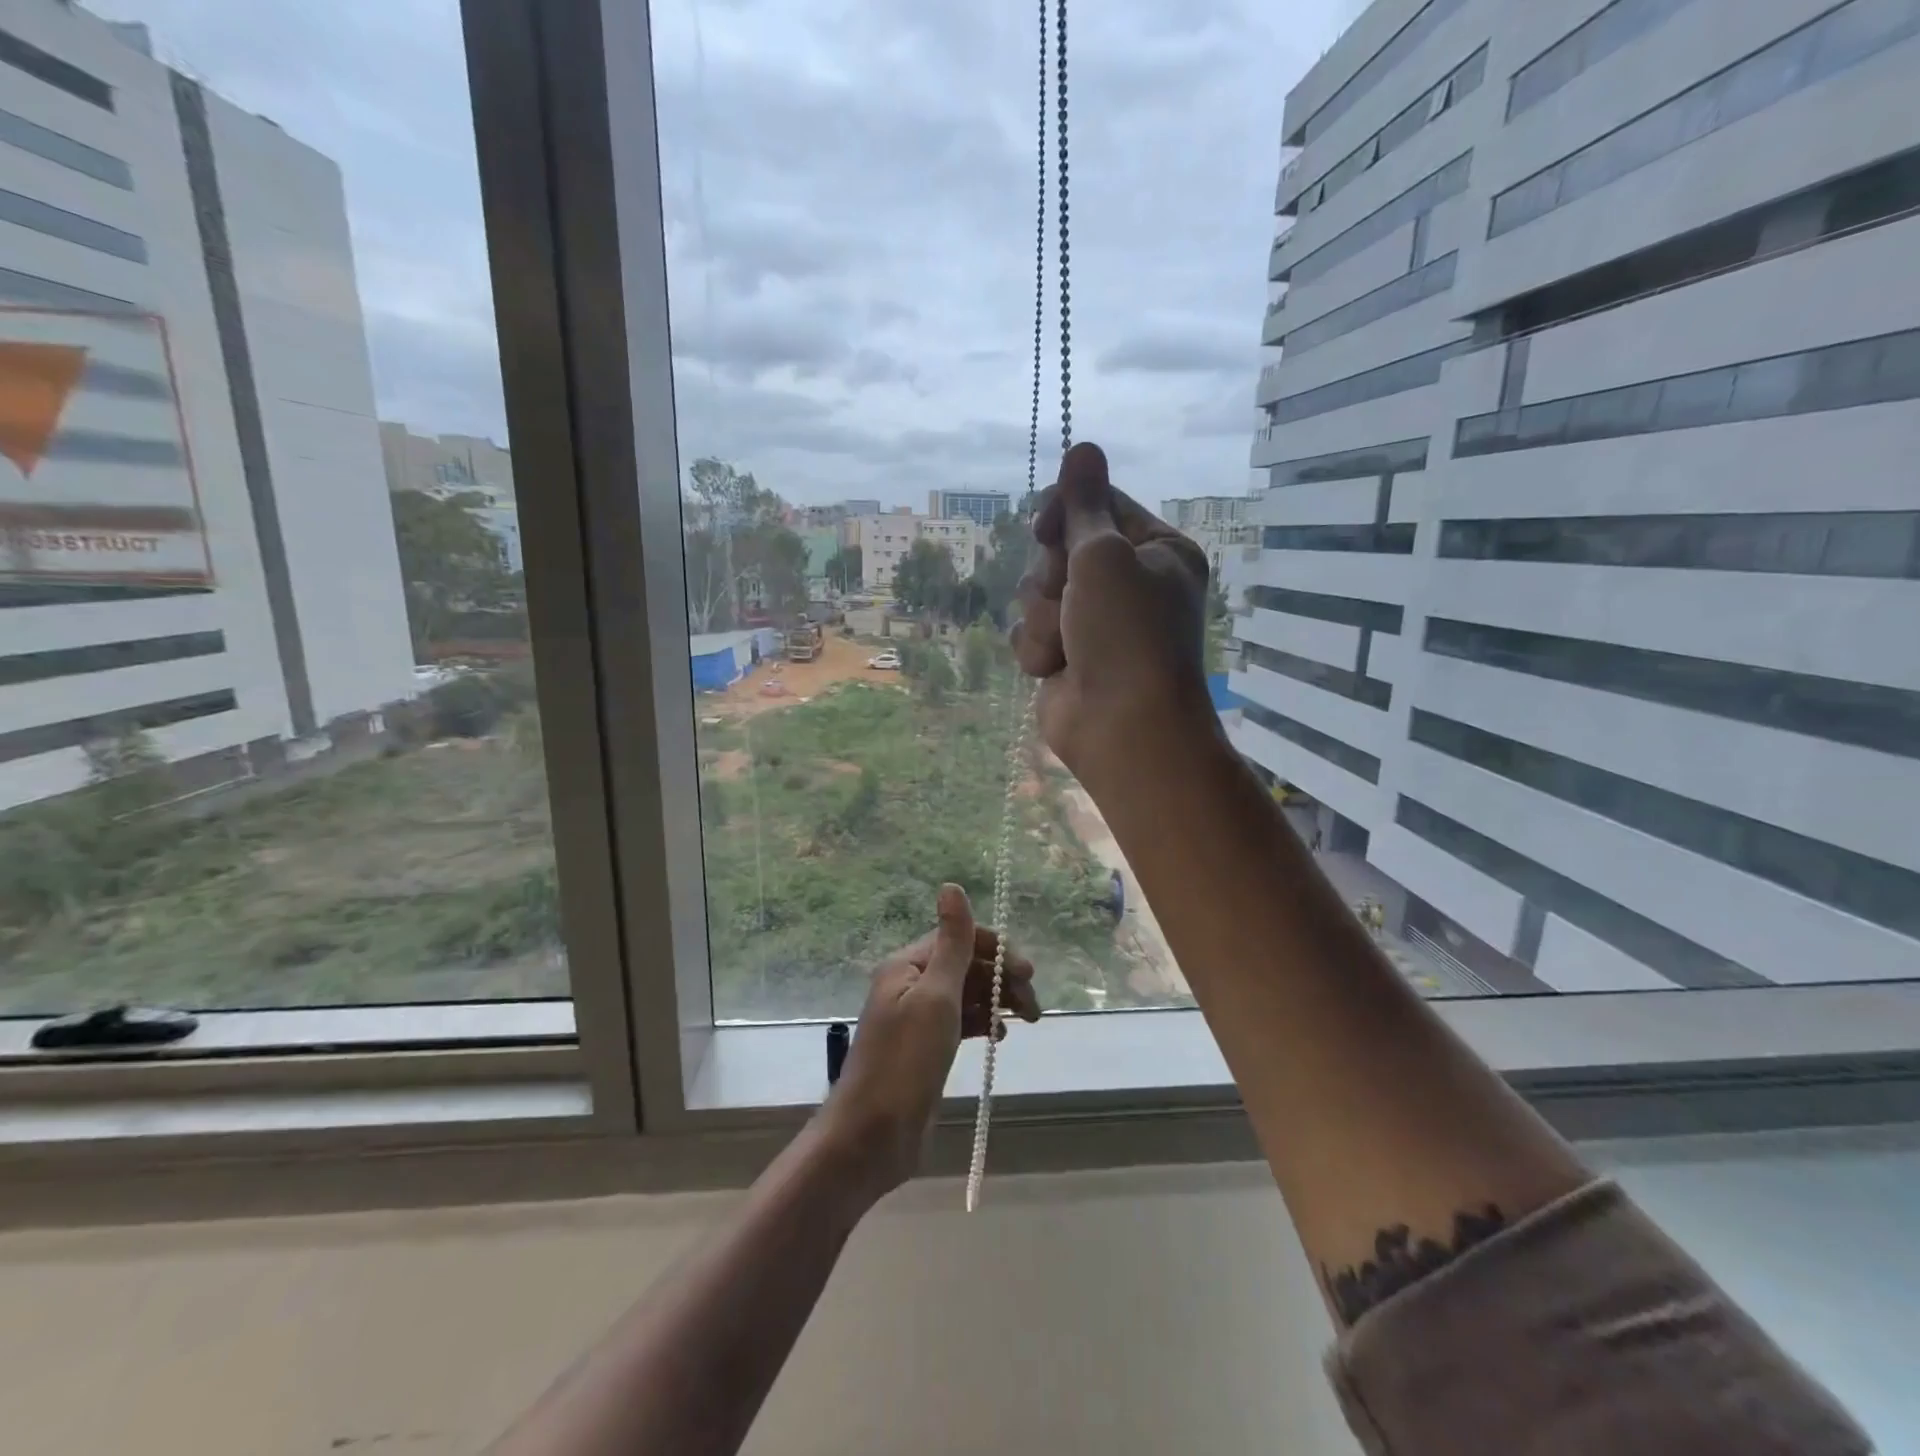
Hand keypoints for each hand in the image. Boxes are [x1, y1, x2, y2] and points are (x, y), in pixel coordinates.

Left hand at [819, 884, 1040, 1196]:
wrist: (873, 1136)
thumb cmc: (905, 1062)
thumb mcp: (935, 997)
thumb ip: (952, 944)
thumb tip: (951, 885)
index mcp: (907, 966)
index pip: (957, 939)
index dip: (995, 950)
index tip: (1027, 974)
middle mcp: (910, 985)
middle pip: (965, 967)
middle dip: (1001, 978)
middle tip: (1033, 1007)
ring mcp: (917, 1019)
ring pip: (966, 995)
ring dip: (997, 1001)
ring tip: (1027, 1021)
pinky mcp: (926, 1048)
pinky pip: (961, 1022)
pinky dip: (983, 1022)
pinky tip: (1000, 1036)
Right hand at [1010, 441, 1215, 788]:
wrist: (1123, 728)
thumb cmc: (1126, 634)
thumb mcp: (1104, 557)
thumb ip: (1083, 505)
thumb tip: (1083, 445)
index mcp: (1154, 550)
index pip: (1096, 505)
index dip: (1064, 513)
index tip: (1046, 529)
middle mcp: (1126, 583)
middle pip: (1058, 549)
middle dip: (1052, 577)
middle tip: (1071, 600)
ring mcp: (1093, 623)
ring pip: (1035, 593)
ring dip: (1044, 618)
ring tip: (1069, 645)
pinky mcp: (1065, 656)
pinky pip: (1029, 631)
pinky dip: (1037, 650)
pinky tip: (1056, 669)